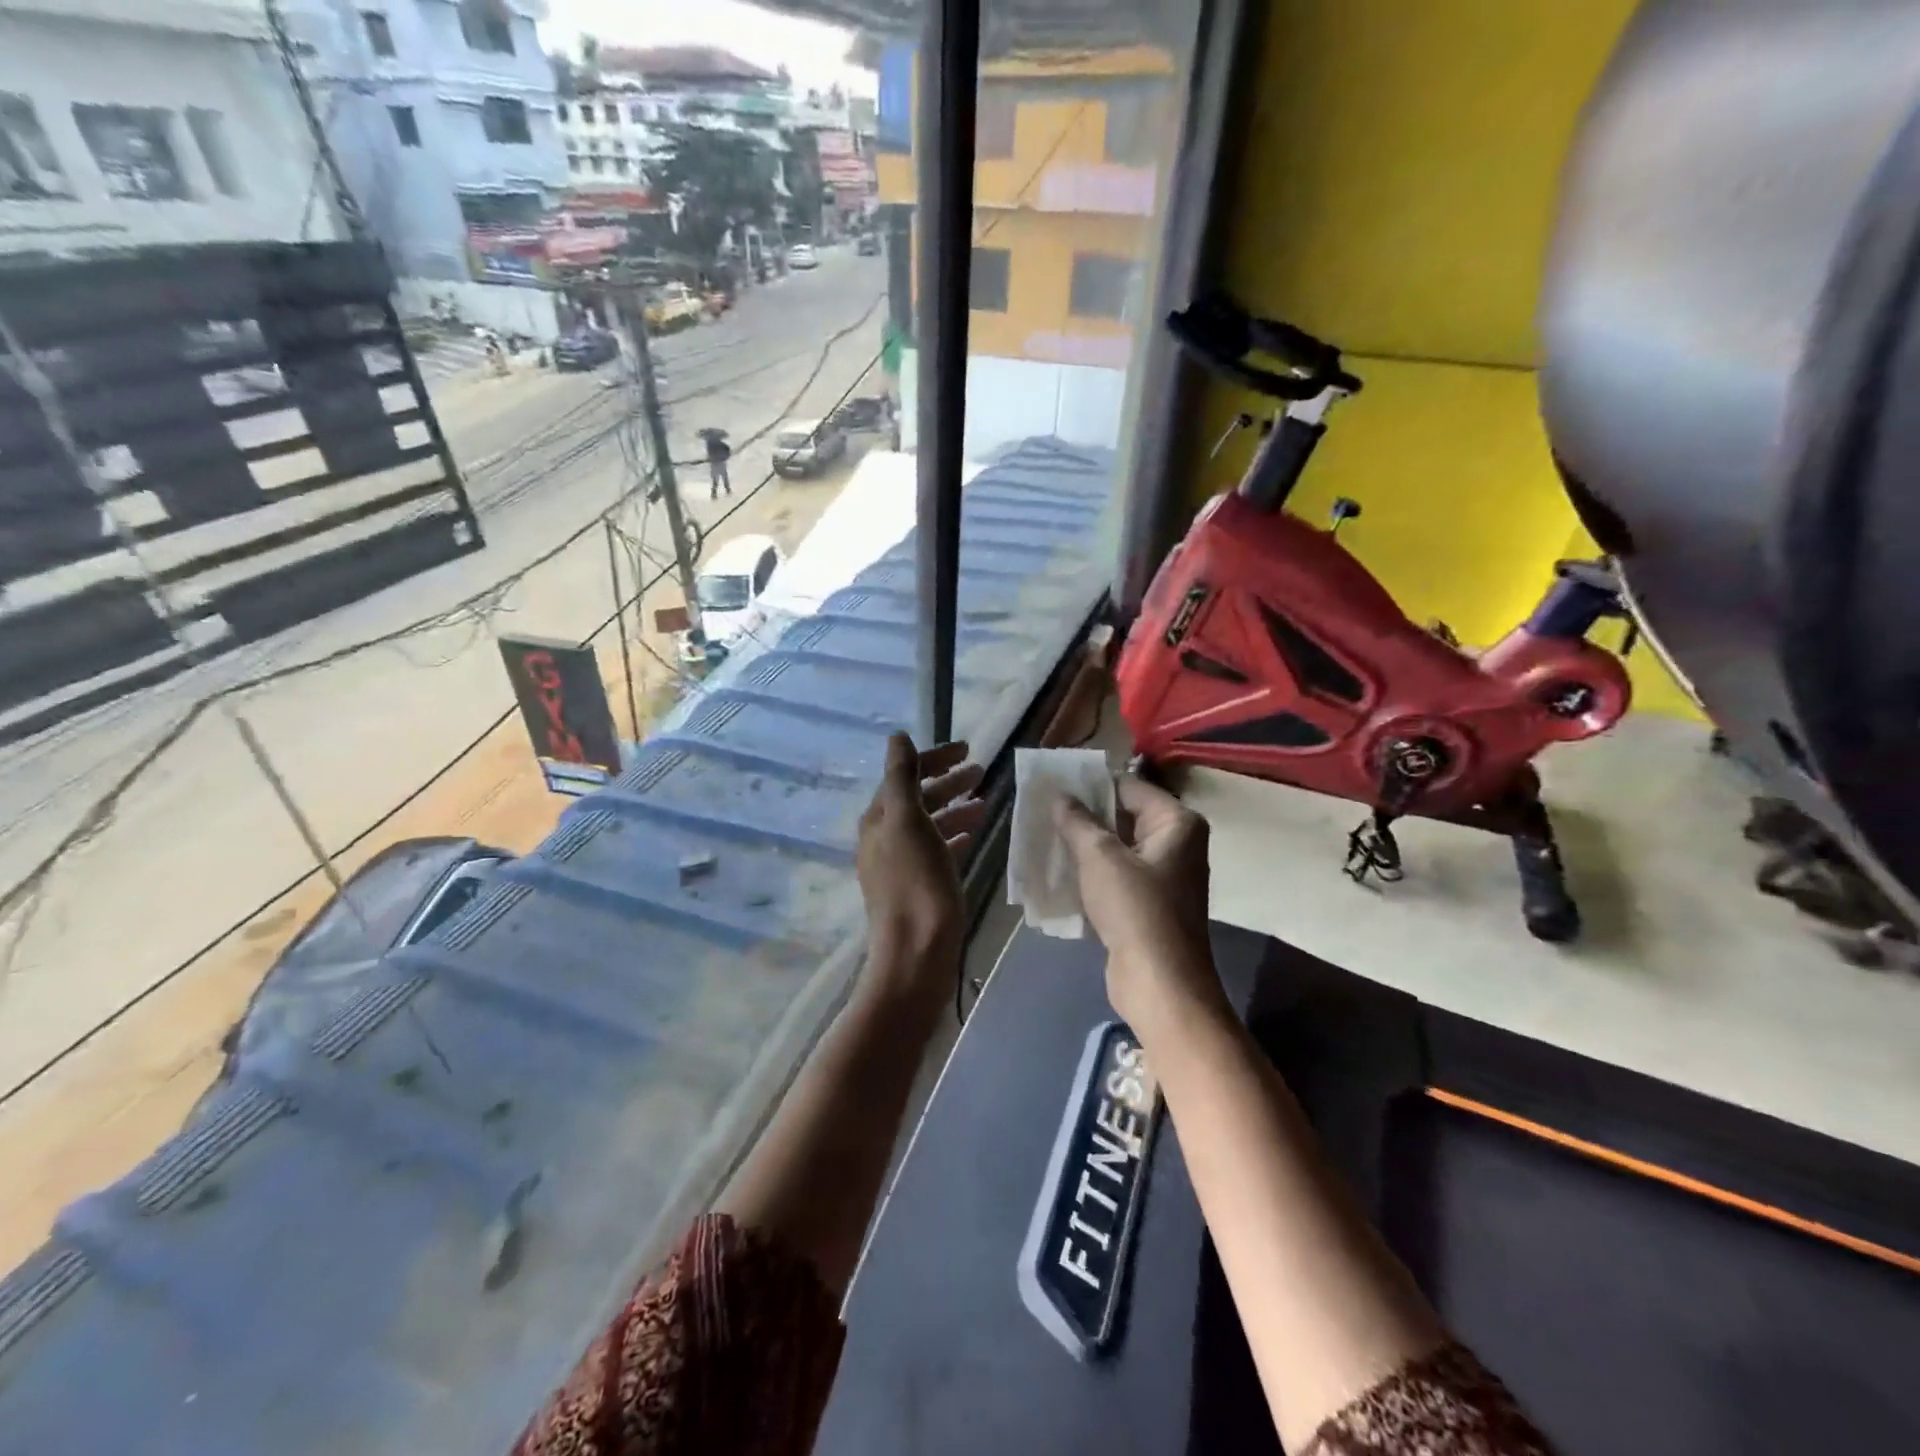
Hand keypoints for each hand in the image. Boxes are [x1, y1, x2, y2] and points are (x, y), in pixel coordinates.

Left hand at [858, 734, 984, 975]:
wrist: (917, 953)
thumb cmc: (916, 883)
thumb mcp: (907, 821)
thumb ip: (901, 777)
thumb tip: (897, 737)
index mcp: (879, 819)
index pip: (903, 775)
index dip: (933, 759)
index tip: (966, 749)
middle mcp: (885, 838)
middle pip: (918, 798)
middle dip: (947, 781)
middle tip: (981, 771)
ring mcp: (901, 864)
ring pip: (930, 824)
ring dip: (955, 807)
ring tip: (985, 801)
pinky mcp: (919, 886)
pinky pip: (938, 850)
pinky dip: (955, 836)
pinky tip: (974, 834)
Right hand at [1054, 775, 1224, 1030]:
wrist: (1160, 984)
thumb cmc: (1136, 910)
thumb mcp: (1100, 858)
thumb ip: (1078, 821)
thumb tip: (1060, 795)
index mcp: (1177, 822)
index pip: (1128, 787)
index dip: (1090, 785)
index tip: (1052, 784)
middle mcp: (1176, 843)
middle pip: (1123, 815)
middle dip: (1084, 815)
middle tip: (1042, 810)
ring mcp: (1164, 875)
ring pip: (1117, 847)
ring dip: (1084, 844)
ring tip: (1044, 836)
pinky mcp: (1150, 903)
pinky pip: (1117, 874)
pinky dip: (1092, 871)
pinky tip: (1059, 870)